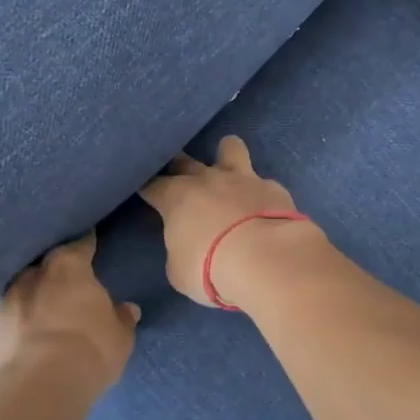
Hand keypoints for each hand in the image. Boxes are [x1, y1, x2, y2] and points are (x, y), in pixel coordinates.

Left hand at [0, 232, 139, 389]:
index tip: (92, 240)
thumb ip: (122, 318)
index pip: (81, 243)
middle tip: (71, 278)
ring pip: (25, 288)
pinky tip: (31, 333)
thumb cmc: (90, 349)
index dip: (88, 242)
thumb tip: (127, 308)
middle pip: (47, 263)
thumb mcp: (120, 336)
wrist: (38, 387)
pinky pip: (12, 318)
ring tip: (49, 308)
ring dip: (36, 295)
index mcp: (69, 265)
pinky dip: (22, 322)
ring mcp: (8, 301)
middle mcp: (34, 274)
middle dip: (58, 269)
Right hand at [139, 137, 323, 307]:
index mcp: (177, 198)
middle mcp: (208, 179)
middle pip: (185, 161)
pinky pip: (263, 183)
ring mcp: (243, 179)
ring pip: (230, 148)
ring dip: (226, 153)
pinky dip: (260, 193)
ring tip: (228, 165)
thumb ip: (179, 251)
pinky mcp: (274, 188)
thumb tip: (186, 246)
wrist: (266, 259)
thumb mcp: (180, 271)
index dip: (147, 188)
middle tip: (177, 174)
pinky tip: (264, 207)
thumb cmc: (211, 269)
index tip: (145, 192)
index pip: (152, 185)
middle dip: (177, 164)